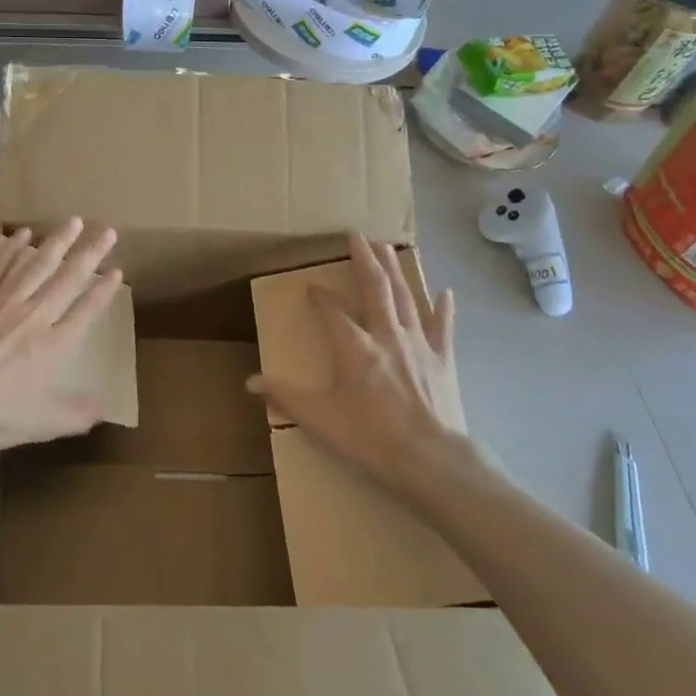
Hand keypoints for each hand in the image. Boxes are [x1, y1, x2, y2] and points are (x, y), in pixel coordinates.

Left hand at [0, 218, 122, 458]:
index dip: (104, 290)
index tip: (117, 271)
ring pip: (37, 264)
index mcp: (55, 345)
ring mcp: (4, 302)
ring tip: (73, 221)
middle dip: (90, 253)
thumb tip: (105, 407)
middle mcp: (35, 316)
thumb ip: (78, 412)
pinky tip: (24, 234)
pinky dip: (12, 248)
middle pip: (68, 278)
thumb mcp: (46, 423)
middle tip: (107, 231)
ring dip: (57, 242)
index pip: (87, 310)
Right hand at [246, 233, 496, 503]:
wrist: (430, 459)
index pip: (333, 311)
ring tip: (389, 249)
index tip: (312, 289)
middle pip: (375, 289)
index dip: (321, 297)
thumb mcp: (319, 418)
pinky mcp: (443, 360)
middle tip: (358, 236)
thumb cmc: (370, 437)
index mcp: (354, 347)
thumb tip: (250, 382)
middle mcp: (386, 335)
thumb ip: (285, 396)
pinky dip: (443, 308)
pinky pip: (443, 327)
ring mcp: (418, 345)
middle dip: (365, 260)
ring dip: (395, 271)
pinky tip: (445, 292)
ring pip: (405, 298)